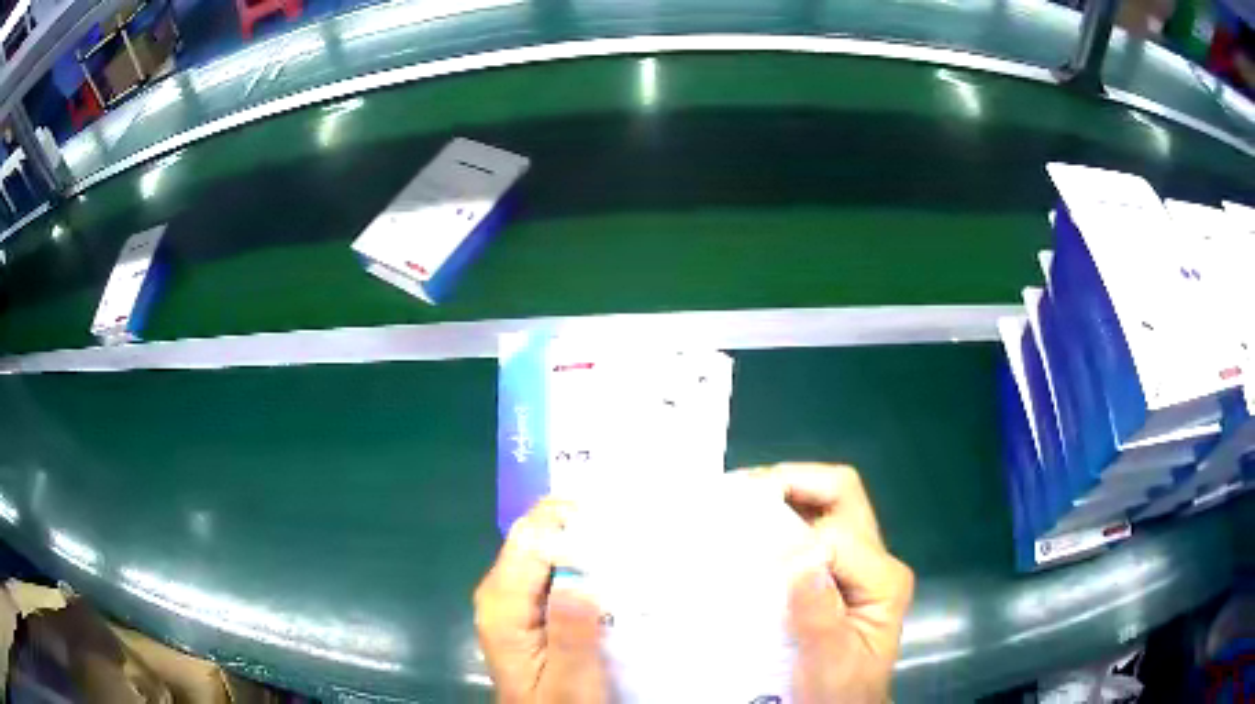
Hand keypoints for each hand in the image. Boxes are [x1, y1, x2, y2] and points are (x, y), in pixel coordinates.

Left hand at [474, 499, 607, 702]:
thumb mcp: (570, 681)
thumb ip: (570, 635)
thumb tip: (577, 583)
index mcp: (502, 607)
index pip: (530, 543)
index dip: (572, 527)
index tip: (619, 530)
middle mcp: (497, 592)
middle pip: (532, 536)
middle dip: (578, 528)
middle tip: (629, 536)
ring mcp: (509, 595)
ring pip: (541, 546)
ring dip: (580, 543)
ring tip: (625, 549)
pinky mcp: (523, 603)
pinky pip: (547, 566)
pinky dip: (576, 560)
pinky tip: (606, 570)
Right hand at [751, 463, 914, 703]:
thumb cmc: (839, 690)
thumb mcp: (830, 662)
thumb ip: (818, 614)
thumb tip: (799, 560)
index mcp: (883, 580)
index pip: (838, 538)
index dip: (793, 540)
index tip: (745, 551)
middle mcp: (875, 560)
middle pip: (842, 495)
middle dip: (793, 482)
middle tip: (741, 491)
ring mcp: (856, 562)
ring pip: (825, 504)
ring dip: (783, 494)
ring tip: (737, 500)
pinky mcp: (835, 569)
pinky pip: (809, 527)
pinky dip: (777, 518)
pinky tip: (748, 527)